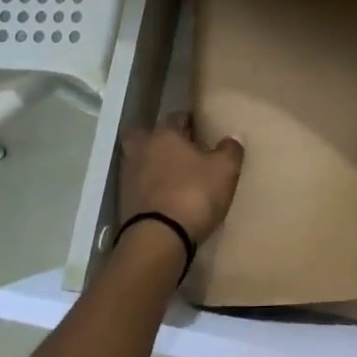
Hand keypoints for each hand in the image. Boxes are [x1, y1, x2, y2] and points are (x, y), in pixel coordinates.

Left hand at [119, 113, 244, 247]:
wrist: (158, 238)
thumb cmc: (194, 194)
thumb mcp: (224, 171)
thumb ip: (230, 150)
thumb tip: (233, 138)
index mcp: (165, 135)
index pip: (176, 117)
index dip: (189, 121)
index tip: (200, 130)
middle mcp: (142, 150)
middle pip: (145, 135)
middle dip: (158, 139)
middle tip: (177, 150)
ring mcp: (128, 176)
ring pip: (138, 160)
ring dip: (151, 165)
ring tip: (172, 177)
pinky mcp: (123, 202)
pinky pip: (137, 186)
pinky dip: (147, 188)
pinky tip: (163, 197)